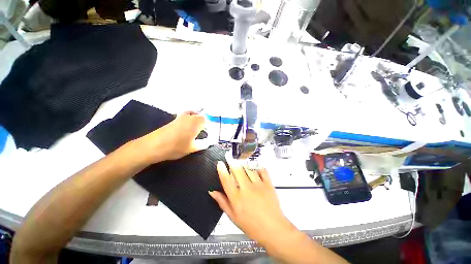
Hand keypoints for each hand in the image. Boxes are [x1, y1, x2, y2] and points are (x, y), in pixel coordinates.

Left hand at [136, 111, 205, 163]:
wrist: (153, 146)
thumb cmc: (176, 147)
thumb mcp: (192, 148)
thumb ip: (203, 144)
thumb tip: (209, 142)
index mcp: (195, 123)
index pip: (206, 119)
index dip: (208, 124)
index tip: (209, 131)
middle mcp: (188, 117)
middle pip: (198, 115)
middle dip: (202, 121)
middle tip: (203, 129)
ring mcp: (179, 118)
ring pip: (190, 114)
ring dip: (194, 119)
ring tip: (195, 129)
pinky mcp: (172, 121)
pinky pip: (183, 117)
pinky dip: (187, 120)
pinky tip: (185, 130)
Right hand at [209, 161, 294, 245]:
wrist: (273, 229)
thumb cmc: (252, 225)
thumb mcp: (233, 217)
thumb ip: (222, 202)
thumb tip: (213, 192)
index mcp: (237, 198)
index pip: (226, 180)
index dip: (222, 170)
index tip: (220, 163)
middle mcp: (246, 189)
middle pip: (237, 170)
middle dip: (232, 162)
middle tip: (229, 157)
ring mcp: (258, 185)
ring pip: (248, 168)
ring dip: (243, 163)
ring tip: (239, 160)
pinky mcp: (268, 184)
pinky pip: (262, 170)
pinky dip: (257, 166)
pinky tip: (254, 165)